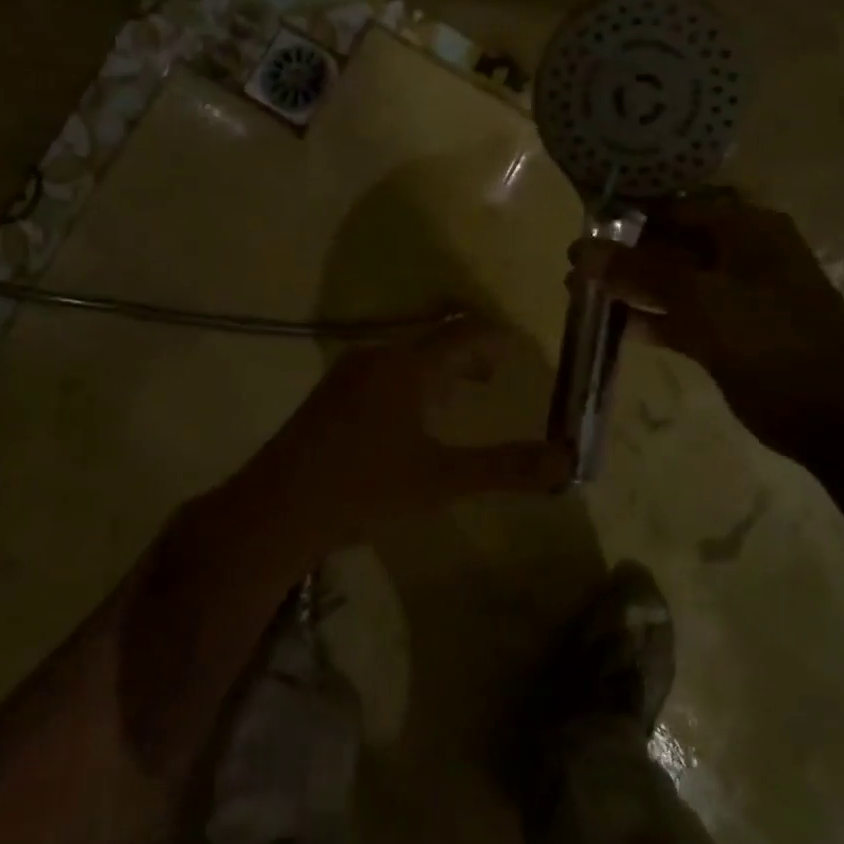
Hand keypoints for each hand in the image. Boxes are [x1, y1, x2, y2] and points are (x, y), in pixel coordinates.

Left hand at [266, 317, 571, 547]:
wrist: (276, 509)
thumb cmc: (364, 488)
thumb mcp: (441, 480)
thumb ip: (504, 467)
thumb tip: (566, 459)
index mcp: (406, 367)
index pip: (463, 335)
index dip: (496, 339)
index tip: (522, 349)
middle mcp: (376, 358)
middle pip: (434, 342)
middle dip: (470, 356)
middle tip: (498, 374)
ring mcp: (347, 375)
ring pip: (406, 359)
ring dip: (440, 371)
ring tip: (464, 394)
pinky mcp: (330, 397)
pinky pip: (384, 374)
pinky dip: (412, 383)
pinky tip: (415, 418)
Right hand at [573, 191, 843, 459]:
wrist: (833, 413)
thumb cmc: (769, 338)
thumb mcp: (700, 296)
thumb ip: (639, 270)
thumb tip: (581, 250)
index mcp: (745, 229)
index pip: (674, 209)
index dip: (627, 219)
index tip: (582, 232)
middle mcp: (741, 255)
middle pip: (670, 245)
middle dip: (623, 257)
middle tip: (574, 270)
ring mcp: (736, 297)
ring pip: (673, 284)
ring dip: (631, 289)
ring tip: (580, 295)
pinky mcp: (729, 335)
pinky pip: (681, 318)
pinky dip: (651, 320)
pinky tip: (616, 327)